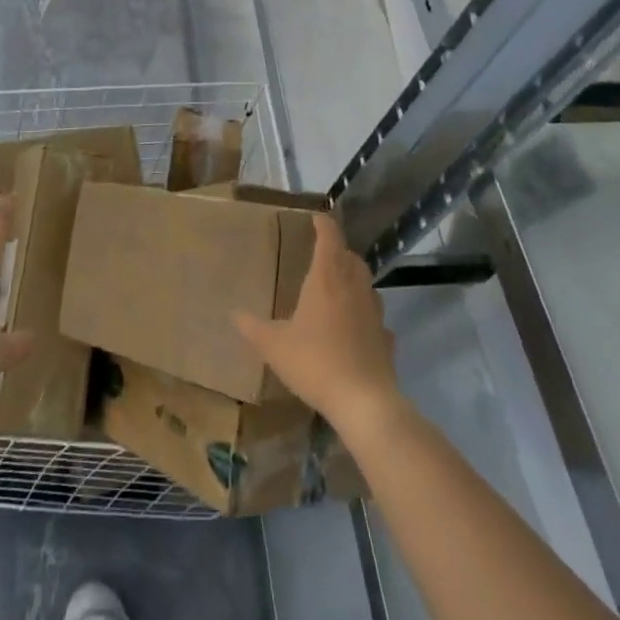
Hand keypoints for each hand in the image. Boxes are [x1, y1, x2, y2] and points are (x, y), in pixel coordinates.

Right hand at [234, 214, 401, 435]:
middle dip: (338, 251)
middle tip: (321, 256)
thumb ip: (253, 328)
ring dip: (353, 280)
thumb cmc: (315, 362)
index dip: (323, 224)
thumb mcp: (274, 345)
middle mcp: (354, 287)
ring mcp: (375, 312)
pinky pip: (375, 318)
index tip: (315, 218)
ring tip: (336, 291)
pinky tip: (355, 330)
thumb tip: (234, 314)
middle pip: (351, 257)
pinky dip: (365, 316)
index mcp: (327, 278)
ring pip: (366, 284)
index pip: (329, 237)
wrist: (364, 402)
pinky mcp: (386, 338)